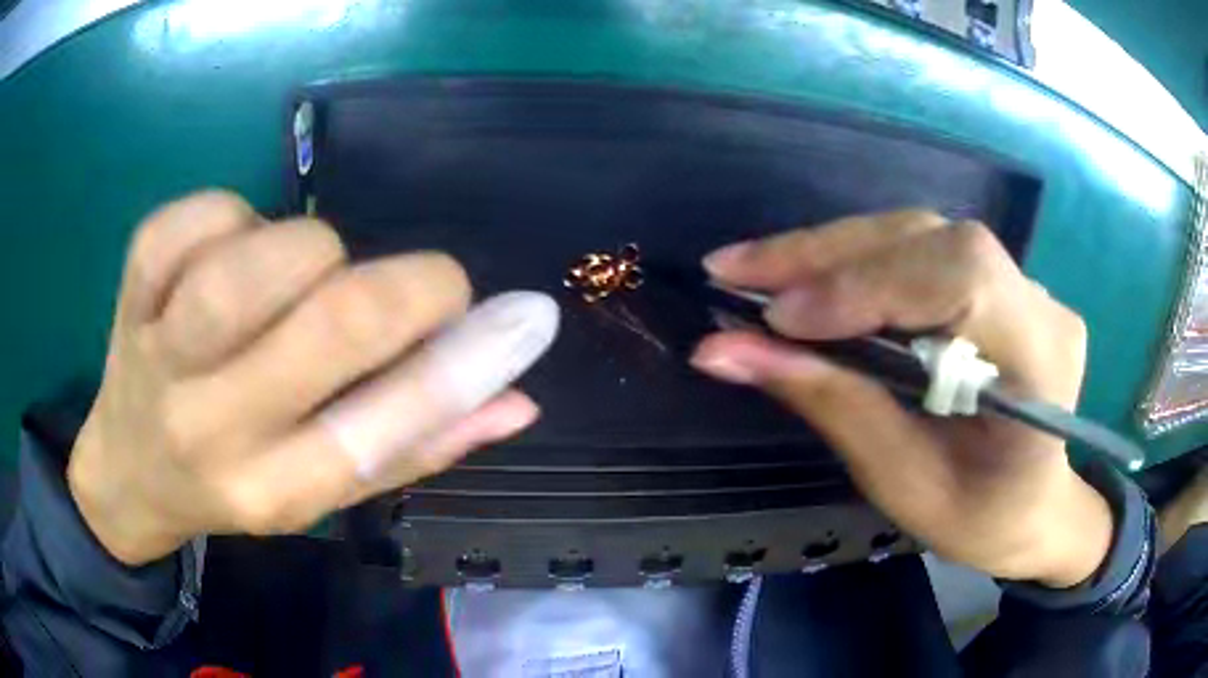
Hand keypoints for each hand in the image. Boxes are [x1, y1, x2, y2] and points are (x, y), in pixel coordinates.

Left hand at [68, 191, 557, 564]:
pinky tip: (229, 248)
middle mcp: (210, 428)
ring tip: (302, 279)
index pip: (382, 427)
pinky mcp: (132, 285)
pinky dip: (232, 215)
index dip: (464, 362)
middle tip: (424, 287)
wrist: (128, 471)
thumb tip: (517, 399)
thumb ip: (416, 445)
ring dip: (311, 251)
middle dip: (409, 287)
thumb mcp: (322, 492)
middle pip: (329, 323)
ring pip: (258, 260)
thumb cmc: (232, 486)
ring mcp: (159, 350)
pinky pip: (196, 216)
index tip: (523, 319)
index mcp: (271, 491)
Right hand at [691, 211, 1111, 587]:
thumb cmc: (980, 519)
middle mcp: (1040, 304)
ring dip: (831, 251)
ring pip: (919, 235)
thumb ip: (832, 406)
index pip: (962, 280)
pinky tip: (807, 277)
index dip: (867, 286)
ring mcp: (1025, 283)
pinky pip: (921, 251)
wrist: (1034, 507)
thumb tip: (722, 350)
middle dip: (827, 255)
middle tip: (733, 270)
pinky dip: (855, 260)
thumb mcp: (906, 485)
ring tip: (755, 271)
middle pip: (931, 240)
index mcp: (1042, 364)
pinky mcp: (1000, 280)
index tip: (777, 320)